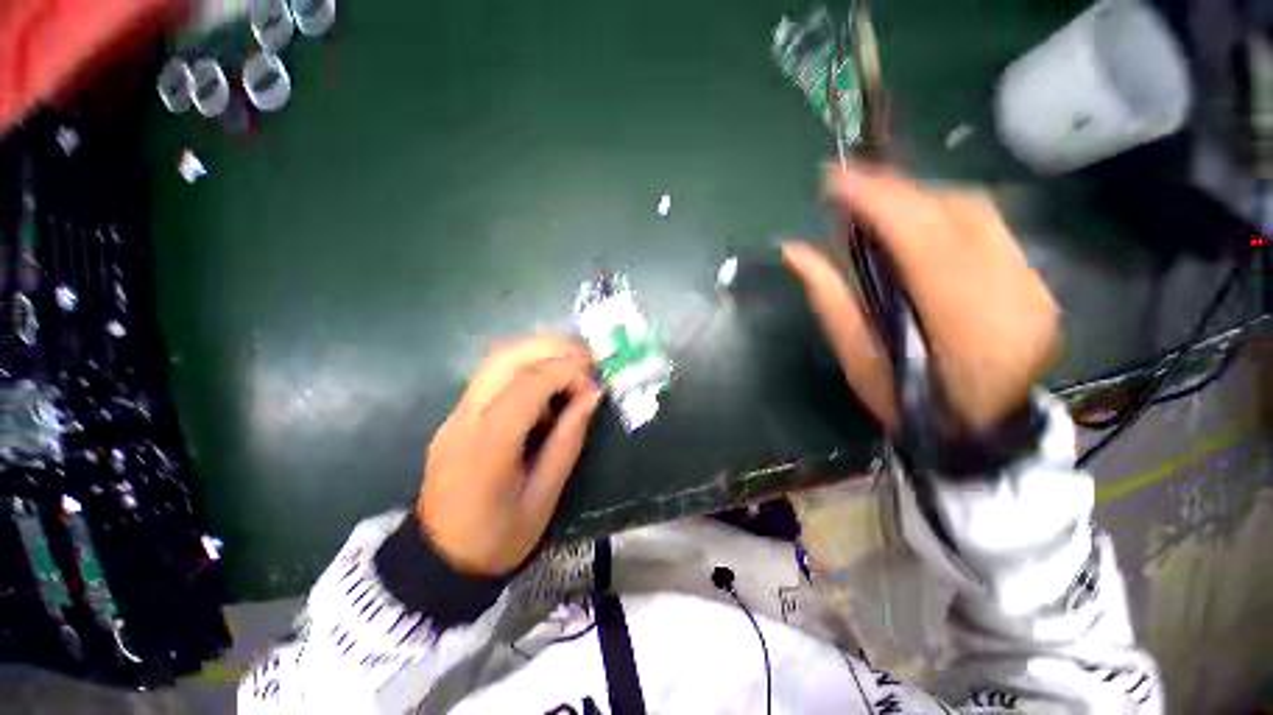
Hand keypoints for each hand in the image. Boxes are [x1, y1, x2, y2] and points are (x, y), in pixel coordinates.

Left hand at [418, 336, 602, 576]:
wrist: (438, 559)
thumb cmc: (498, 538)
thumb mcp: (544, 497)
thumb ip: (569, 440)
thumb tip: (593, 393)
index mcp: (487, 447)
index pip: (526, 386)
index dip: (566, 370)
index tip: (596, 374)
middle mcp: (465, 419)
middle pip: (505, 357)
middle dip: (552, 347)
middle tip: (588, 357)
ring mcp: (456, 413)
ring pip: (497, 358)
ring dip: (538, 351)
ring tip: (573, 364)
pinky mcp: (457, 414)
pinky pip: (493, 374)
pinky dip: (526, 366)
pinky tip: (548, 386)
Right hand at [784, 164, 1059, 432]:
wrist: (983, 432)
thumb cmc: (909, 404)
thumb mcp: (858, 360)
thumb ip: (830, 300)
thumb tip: (795, 251)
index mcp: (963, 325)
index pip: (923, 239)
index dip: (879, 201)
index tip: (835, 180)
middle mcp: (1011, 293)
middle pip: (956, 211)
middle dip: (895, 189)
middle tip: (848, 187)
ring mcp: (1032, 283)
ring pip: (974, 210)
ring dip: (916, 197)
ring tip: (873, 201)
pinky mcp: (1034, 279)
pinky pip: (987, 225)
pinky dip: (941, 212)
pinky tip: (910, 221)